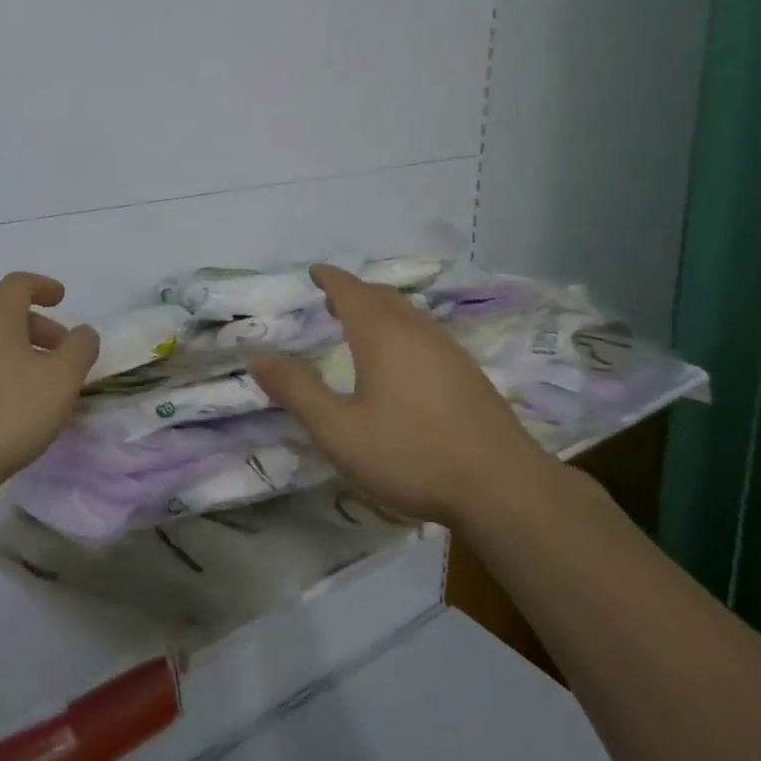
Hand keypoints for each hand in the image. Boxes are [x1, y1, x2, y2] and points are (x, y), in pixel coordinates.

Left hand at [0, 273, 100, 498]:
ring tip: (44, 387)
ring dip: (22, 354)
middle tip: (63, 354)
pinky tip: (15, 410)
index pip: (18, 284)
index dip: (43, 285)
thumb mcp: (60, 380)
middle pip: (5, 316)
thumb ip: (79, 349)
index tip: (62, 299)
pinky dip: (2, 375)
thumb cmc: (8, 414)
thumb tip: (83, 332)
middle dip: (39, 328)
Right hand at [248, 264, 556, 523]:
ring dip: (381, 310)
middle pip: (381, 296)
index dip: (330, 278)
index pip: (350, 290)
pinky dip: (403, 330)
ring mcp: (449, 349)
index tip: (314, 272)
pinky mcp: (469, 373)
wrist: (502, 487)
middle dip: (354, 292)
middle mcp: (416, 330)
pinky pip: (426, 333)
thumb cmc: (411, 454)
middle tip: (331, 301)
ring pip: (408, 313)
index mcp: (382, 334)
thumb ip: (297, 391)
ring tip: (362, 328)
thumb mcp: (338, 430)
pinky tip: (404, 363)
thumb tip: (258, 357)